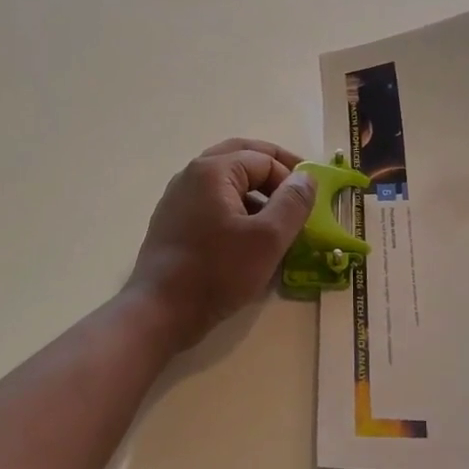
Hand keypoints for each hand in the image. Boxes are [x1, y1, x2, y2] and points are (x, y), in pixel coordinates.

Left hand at [126, 138, 316, 351]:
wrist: (159, 311)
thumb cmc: (217, 272)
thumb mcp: (267, 239)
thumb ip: (292, 203)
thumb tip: (306, 177)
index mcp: (213, 170)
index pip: (264, 159)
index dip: (291, 178)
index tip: (308, 205)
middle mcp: (191, 175)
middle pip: (241, 157)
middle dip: (272, 170)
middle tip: (298, 187)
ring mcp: (178, 198)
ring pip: (225, 180)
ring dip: (254, 190)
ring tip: (277, 217)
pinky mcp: (173, 222)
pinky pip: (211, 202)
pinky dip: (235, 207)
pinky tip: (248, 236)